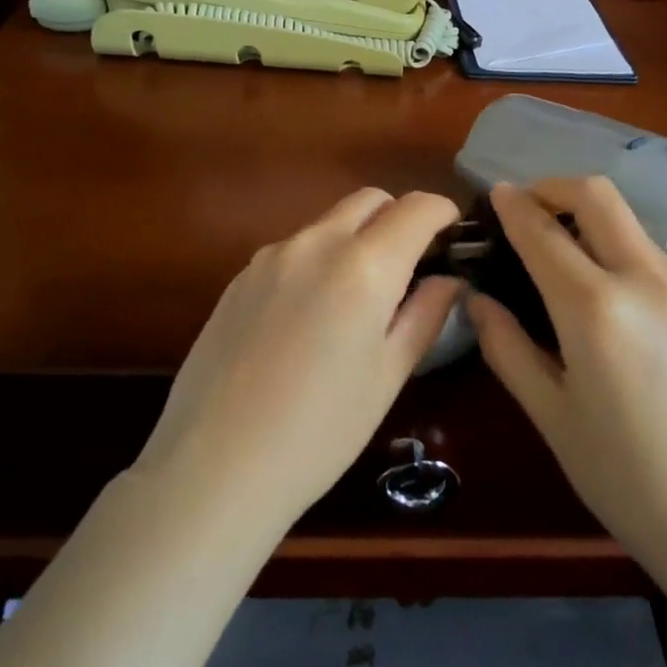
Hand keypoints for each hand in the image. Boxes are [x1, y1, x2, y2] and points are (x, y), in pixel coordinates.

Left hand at [133, 188, 461, 533]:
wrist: (213, 466)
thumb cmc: (319, 432)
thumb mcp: (387, 376)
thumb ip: (424, 315)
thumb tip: (447, 280)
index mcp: (362, 266)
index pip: (416, 208)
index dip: (443, 213)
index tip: (453, 235)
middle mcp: (314, 244)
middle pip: (370, 201)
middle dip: (399, 218)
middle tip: (411, 266)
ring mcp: (270, 257)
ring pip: (329, 223)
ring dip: (357, 239)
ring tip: (359, 300)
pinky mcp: (239, 277)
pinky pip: (294, 249)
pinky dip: (319, 260)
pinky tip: (310, 317)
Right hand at [468, 178, 666, 575]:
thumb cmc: (626, 479)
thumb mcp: (551, 415)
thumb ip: (508, 347)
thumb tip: (477, 300)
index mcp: (596, 310)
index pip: (543, 232)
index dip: (512, 206)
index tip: (493, 195)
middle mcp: (646, 280)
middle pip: (597, 195)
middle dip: (554, 188)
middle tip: (526, 210)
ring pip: (628, 223)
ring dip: (588, 220)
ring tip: (560, 258)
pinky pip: (652, 257)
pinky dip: (618, 252)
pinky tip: (608, 300)